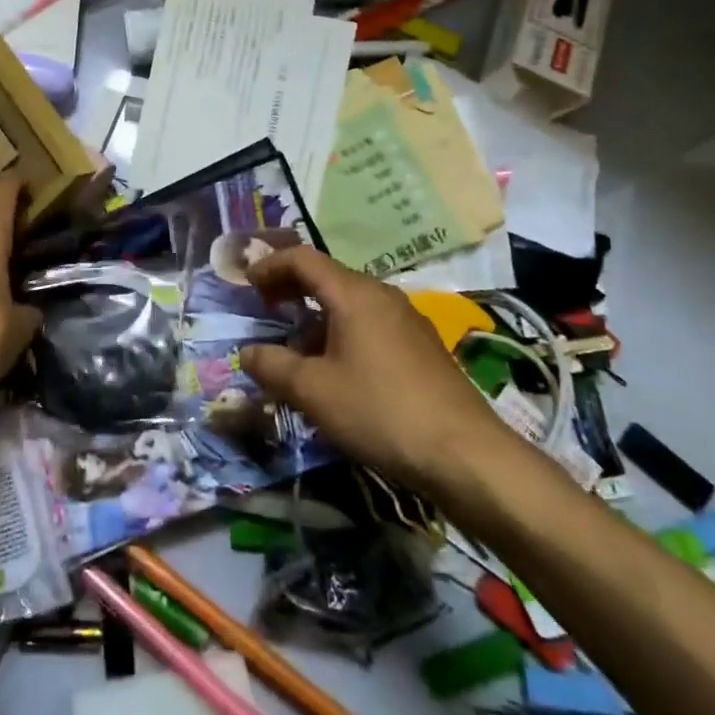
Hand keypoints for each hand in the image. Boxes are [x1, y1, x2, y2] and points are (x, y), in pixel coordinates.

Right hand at [240, 246, 511, 491]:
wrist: (467, 455)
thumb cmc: (381, 411)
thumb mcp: (314, 392)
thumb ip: (273, 366)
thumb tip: (247, 353)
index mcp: (354, 294)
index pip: (303, 258)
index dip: (270, 266)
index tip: (247, 285)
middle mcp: (382, 296)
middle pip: (328, 277)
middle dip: (292, 289)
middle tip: (266, 310)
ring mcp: (407, 321)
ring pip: (350, 303)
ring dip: (316, 316)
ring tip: (297, 350)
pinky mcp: (422, 347)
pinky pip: (370, 324)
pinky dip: (342, 333)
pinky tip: (338, 371)